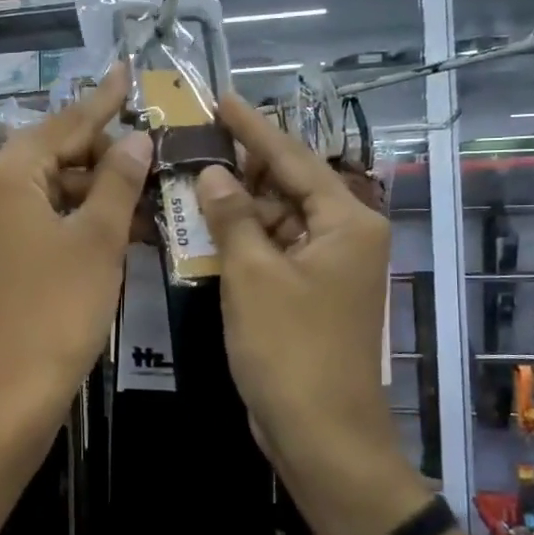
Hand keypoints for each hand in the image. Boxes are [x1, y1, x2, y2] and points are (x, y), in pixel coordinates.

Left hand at [0, 65, 150, 441]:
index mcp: (7, 174)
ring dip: (95, 191)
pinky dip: (77, 220)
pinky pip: (41, 223)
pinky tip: (117, 227)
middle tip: (151, 149)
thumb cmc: (56, 309)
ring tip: (146, 190)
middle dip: (104, 153)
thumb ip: (119, 182)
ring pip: (50, 192)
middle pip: (54, 154)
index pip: (65, 123)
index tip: (126, 70)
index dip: (102, 100)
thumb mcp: (98, 240)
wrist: (7, 395)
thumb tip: (136, 139)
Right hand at [195, 94, 431, 534]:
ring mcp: (328, 268)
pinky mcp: (309, 294)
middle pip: (286, 187)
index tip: (221, 99)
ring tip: (187, 181)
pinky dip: (241, 242)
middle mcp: (345, 236)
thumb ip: (233, 217)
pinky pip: (272, 252)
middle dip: (239, 169)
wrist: (321, 435)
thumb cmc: (290, 350)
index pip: (293, 158)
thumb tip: (213, 173)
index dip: (253, 128)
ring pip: (276, 221)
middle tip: (191, 144)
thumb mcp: (253, 276)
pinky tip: (203, 230)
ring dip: (235, 208)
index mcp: (346, 221)